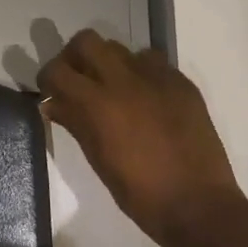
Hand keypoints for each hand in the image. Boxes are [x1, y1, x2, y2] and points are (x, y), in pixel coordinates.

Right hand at [38, 29, 242, 246]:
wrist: (198, 205)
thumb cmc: (139, 192)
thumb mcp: (97, 159)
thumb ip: (74, 122)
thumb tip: (52, 103)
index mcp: (97, 103)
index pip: (58, 70)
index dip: (49, 78)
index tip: (51, 91)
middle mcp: (124, 80)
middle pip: (87, 41)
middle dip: (76, 56)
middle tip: (79, 80)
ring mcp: (156, 78)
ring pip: (121, 48)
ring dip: (110, 63)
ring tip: (115, 89)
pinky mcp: (182, 83)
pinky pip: (153, 62)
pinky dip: (141, 73)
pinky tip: (146, 98)